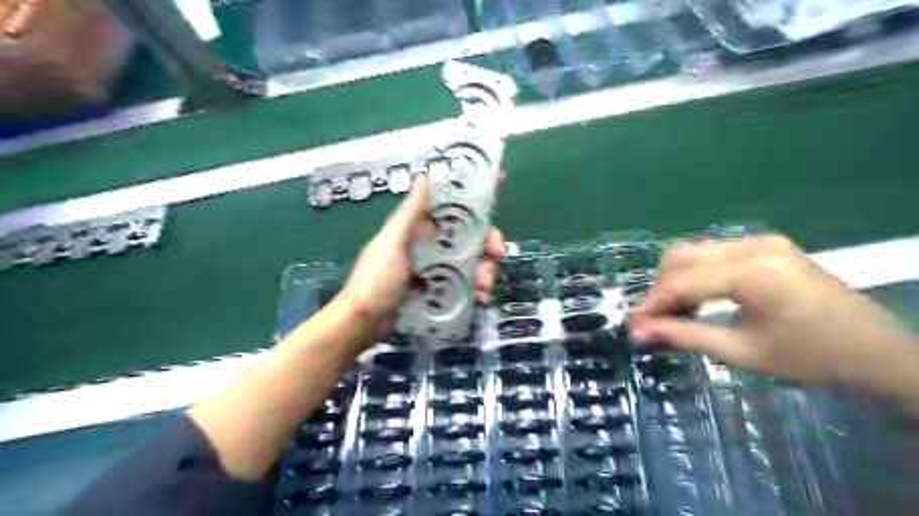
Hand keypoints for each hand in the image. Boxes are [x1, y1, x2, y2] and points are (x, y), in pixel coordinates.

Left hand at [339, 173, 506, 334]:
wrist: (365, 321)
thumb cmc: (377, 278)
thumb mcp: (392, 242)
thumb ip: (410, 213)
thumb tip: (424, 176)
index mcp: (419, 228)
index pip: (450, 205)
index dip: (473, 195)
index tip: (499, 182)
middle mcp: (431, 244)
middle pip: (469, 235)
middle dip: (488, 243)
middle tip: (498, 254)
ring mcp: (437, 268)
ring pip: (472, 261)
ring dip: (485, 270)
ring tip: (485, 286)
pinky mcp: (440, 289)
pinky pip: (466, 283)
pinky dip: (477, 289)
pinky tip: (480, 298)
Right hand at [633, 234, 917, 386]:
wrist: (877, 352)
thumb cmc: (811, 358)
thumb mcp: (741, 352)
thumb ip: (684, 336)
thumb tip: (638, 332)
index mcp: (752, 272)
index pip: (681, 282)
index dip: (651, 304)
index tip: (633, 327)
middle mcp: (752, 246)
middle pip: (681, 256)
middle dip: (659, 289)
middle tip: (653, 321)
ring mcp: (761, 241)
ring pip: (693, 252)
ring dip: (675, 281)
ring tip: (673, 313)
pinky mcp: (765, 245)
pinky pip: (713, 254)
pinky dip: (695, 275)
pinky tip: (697, 299)